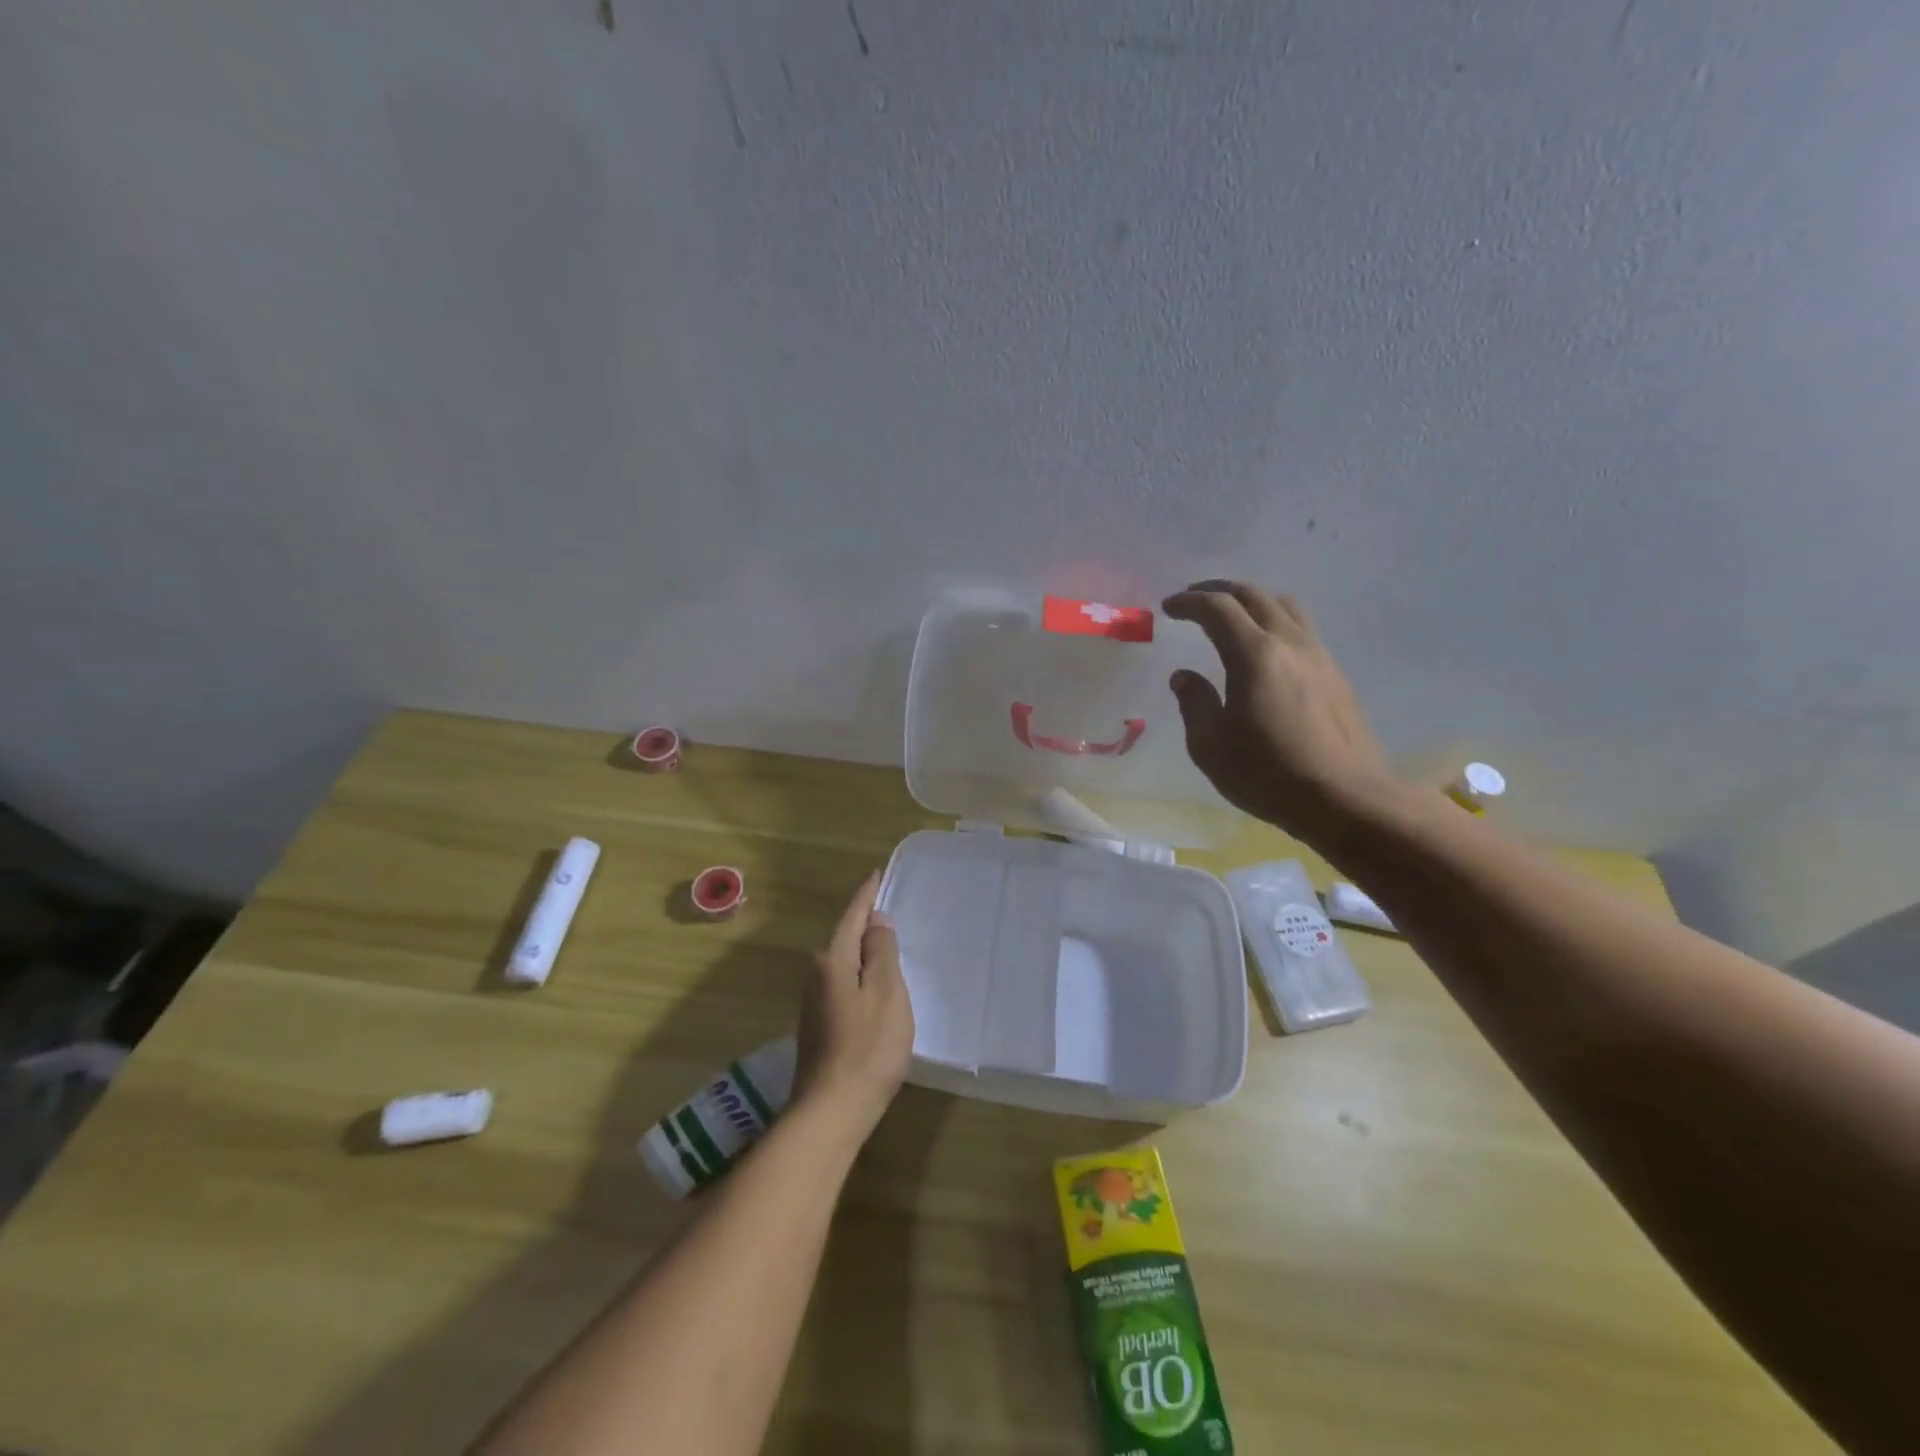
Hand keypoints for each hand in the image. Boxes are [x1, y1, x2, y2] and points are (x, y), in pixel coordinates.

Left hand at [794, 871, 914, 1140]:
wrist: (832, 1110)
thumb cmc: (868, 1046)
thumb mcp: (886, 992)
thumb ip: (882, 952)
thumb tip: (875, 922)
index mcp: (833, 960)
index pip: (852, 917)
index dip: (866, 895)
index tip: (876, 873)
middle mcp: (816, 975)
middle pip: (845, 938)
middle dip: (864, 922)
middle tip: (888, 906)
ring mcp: (814, 1002)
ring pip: (843, 963)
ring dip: (863, 951)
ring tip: (886, 942)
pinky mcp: (819, 1026)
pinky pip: (843, 984)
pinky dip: (860, 975)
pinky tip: (874, 985)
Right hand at [1163, 581, 1395, 836]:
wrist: (1344, 798)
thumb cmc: (1267, 773)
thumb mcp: (1210, 745)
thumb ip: (1194, 704)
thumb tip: (1185, 677)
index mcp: (1254, 655)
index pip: (1217, 609)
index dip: (1189, 602)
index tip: (1169, 607)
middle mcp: (1289, 643)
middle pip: (1254, 595)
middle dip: (1220, 590)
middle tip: (1196, 598)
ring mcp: (1319, 656)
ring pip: (1286, 606)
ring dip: (1254, 601)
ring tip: (1234, 615)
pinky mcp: (1336, 675)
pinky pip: (1302, 629)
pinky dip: (1276, 622)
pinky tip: (1266, 649)